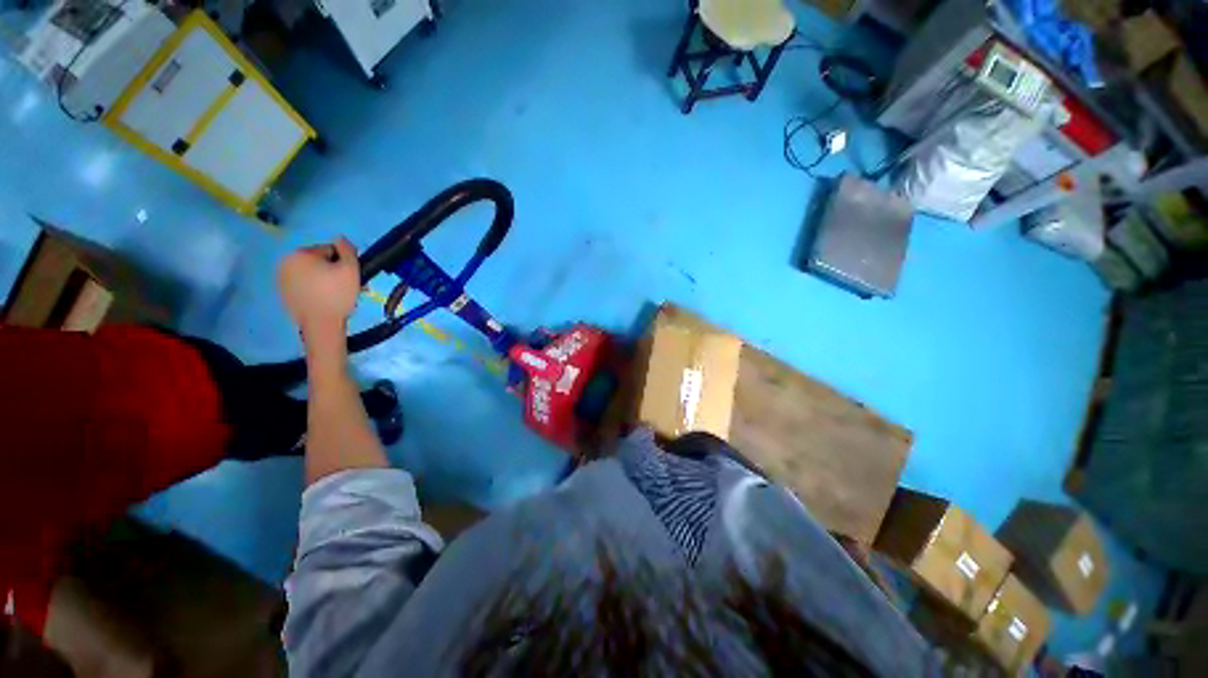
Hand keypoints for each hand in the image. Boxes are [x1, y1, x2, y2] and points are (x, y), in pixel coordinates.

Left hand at [278, 238, 359, 337]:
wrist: (320, 324)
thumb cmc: (338, 294)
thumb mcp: (351, 269)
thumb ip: (347, 249)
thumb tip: (341, 239)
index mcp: (301, 253)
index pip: (329, 250)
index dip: (343, 263)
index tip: (350, 277)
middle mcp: (286, 262)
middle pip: (317, 261)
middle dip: (332, 272)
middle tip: (346, 287)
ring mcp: (281, 278)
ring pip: (310, 273)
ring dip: (324, 280)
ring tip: (336, 295)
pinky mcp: (283, 292)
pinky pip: (302, 285)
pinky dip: (313, 289)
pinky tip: (323, 300)